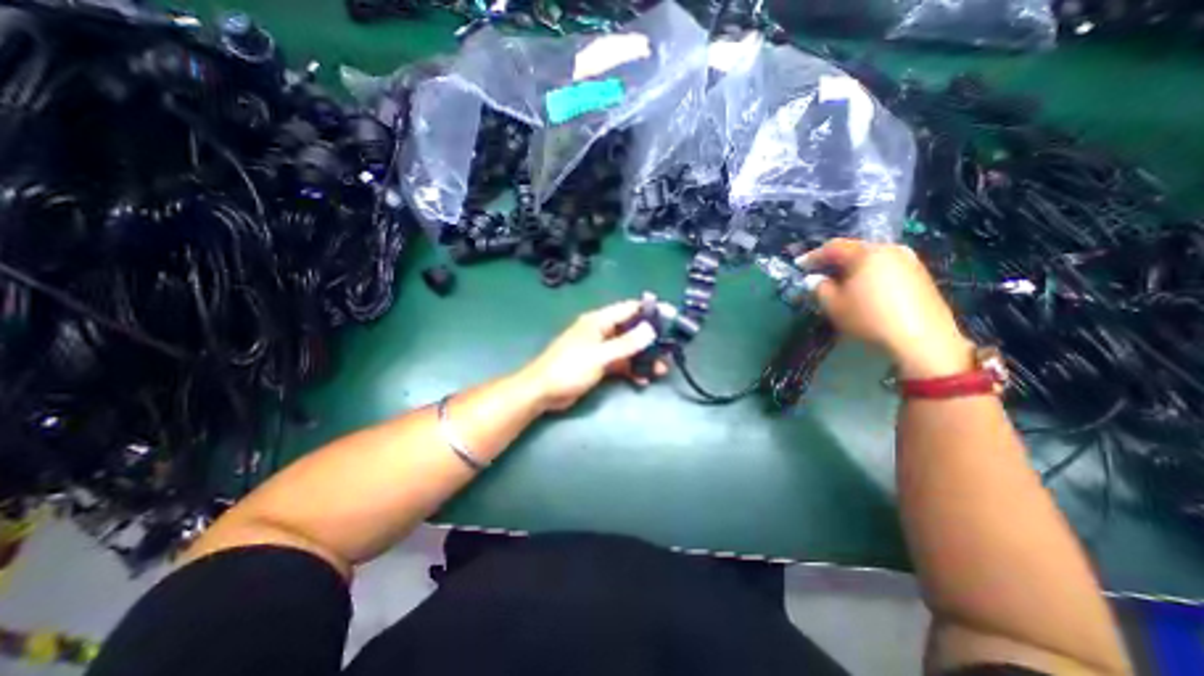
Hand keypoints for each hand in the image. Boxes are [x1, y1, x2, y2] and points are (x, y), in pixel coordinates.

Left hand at [516, 300, 671, 410]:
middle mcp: (601, 331)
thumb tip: (650, 329)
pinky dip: (632, 369)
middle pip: (632, 330)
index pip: (629, 309)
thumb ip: (626, 343)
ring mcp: (601, 349)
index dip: (650, 312)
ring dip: (643, 358)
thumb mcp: (600, 356)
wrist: (543, 392)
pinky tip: (643, 379)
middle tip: (669, 351)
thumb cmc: (569, 368)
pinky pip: (621, 363)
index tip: (671, 318)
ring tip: (660, 369)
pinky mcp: (599, 364)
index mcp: (599, 321)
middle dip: (650, 340)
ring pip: (628, 349)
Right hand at [797, 237, 975, 379]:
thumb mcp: (834, 305)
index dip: (813, 256)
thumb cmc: (869, 318)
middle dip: (835, 260)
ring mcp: (909, 261)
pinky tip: (863, 288)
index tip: (799, 265)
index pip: (833, 247)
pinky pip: (886, 267)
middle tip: (819, 272)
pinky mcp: (920, 275)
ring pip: (872, 258)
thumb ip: (820, 288)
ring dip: (853, 267)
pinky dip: (870, 274)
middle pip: (855, 250)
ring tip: (840, 281)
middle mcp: (890, 249)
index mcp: (866, 253)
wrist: (921, 338)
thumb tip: (816, 280)